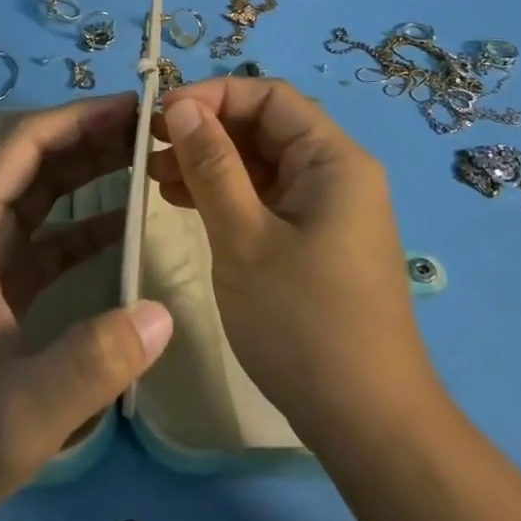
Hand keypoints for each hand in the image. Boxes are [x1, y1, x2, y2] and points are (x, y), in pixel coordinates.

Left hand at [0, 95, 173, 520]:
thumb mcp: (23, 411)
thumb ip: (92, 362)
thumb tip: (162, 313)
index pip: (22, 145)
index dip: (76, 118)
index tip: (132, 109)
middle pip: (31, 157)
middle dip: (89, 136)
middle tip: (151, 129)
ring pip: (38, 190)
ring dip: (88, 170)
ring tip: (145, 158)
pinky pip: (43, 234)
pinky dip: (82, 222)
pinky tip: (126, 226)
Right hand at [150, 79, 437, 454]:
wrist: (369, 425)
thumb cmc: (304, 323)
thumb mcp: (245, 238)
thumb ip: (212, 166)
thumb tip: (183, 106)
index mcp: (333, 159)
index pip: (269, 97)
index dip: (213, 96)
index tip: (162, 115)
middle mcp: (336, 173)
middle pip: (265, 127)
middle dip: (207, 131)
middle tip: (151, 148)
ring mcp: (327, 209)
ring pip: (261, 163)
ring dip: (210, 162)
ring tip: (155, 175)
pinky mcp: (315, 240)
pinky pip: (266, 198)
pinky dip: (226, 194)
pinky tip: (184, 202)